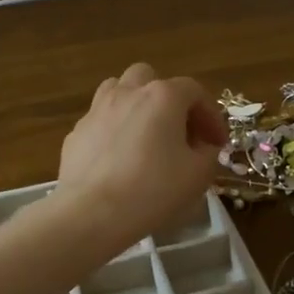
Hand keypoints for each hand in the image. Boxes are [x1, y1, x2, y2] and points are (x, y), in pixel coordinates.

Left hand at [57, 64, 226, 248]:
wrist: (90, 213)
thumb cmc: (152, 190)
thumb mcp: (198, 175)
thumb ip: (209, 153)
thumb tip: (204, 147)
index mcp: (163, 97)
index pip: (195, 92)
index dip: (211, 115)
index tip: (217, 143)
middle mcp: (128, 93)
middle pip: (151, 79)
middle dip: (168, 99)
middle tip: (178, 131)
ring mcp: (97, 110)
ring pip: (119, 90)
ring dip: (136, 105)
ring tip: (145, 136)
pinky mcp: (76, 133)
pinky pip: (101, 121)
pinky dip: (114, 131)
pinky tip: (118, 160)